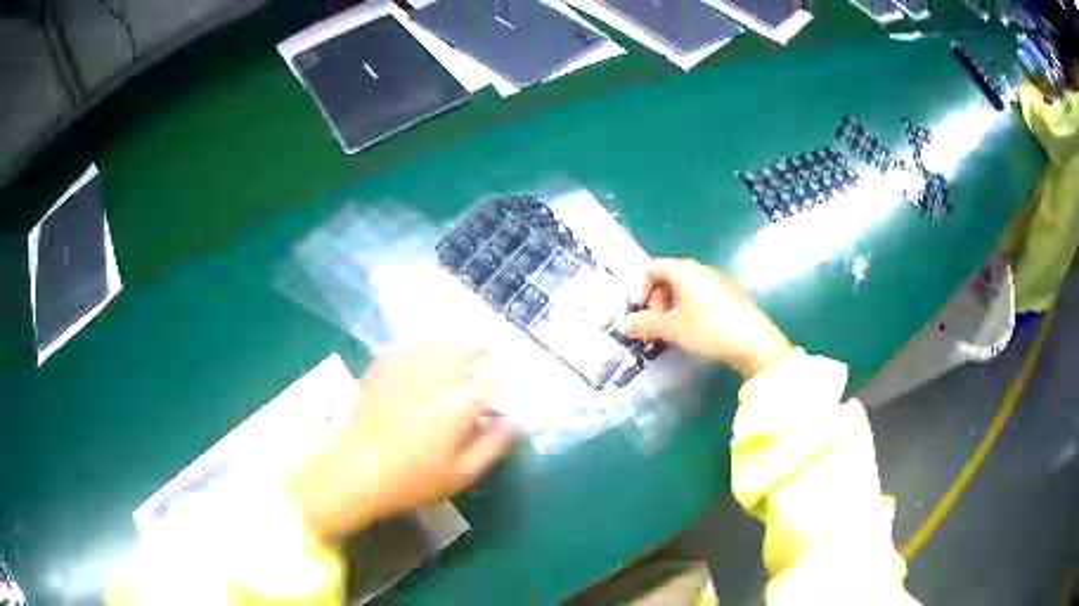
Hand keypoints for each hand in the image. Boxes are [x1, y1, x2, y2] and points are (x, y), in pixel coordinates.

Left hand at [287, 345, 516, 539]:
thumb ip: (493, 445)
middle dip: (482, 346)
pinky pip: (409, 345)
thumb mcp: (462, 473)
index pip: (490, 375)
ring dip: (456, 341)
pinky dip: (423, 343)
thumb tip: (517, 421)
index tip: (510, 369)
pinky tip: (426, 345)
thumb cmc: (414, 478)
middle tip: (494, 346)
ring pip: (438, 343)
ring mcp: (407, 368)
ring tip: (466, 341)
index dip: (502, 370)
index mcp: (459, 403)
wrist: (357, 469)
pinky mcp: (383, 367)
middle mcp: (436, 377)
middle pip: (465, 350)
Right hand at [618, 258, 791, 378]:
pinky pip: (698, 297)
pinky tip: (691, 332)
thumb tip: (622, 324)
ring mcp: (715, 282)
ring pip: (682, 290)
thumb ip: (644, 324)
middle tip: (653, 326)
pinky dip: (686, 311)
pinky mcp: (727, 296)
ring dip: (669, 309)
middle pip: (665, 278)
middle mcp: (698, 269)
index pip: (650, 268)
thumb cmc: (709, 328)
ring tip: (670, 333)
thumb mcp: (672, 328)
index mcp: (683, 270)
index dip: (638, 289)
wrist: (753, 341)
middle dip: (653, 302)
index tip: (638, 313)